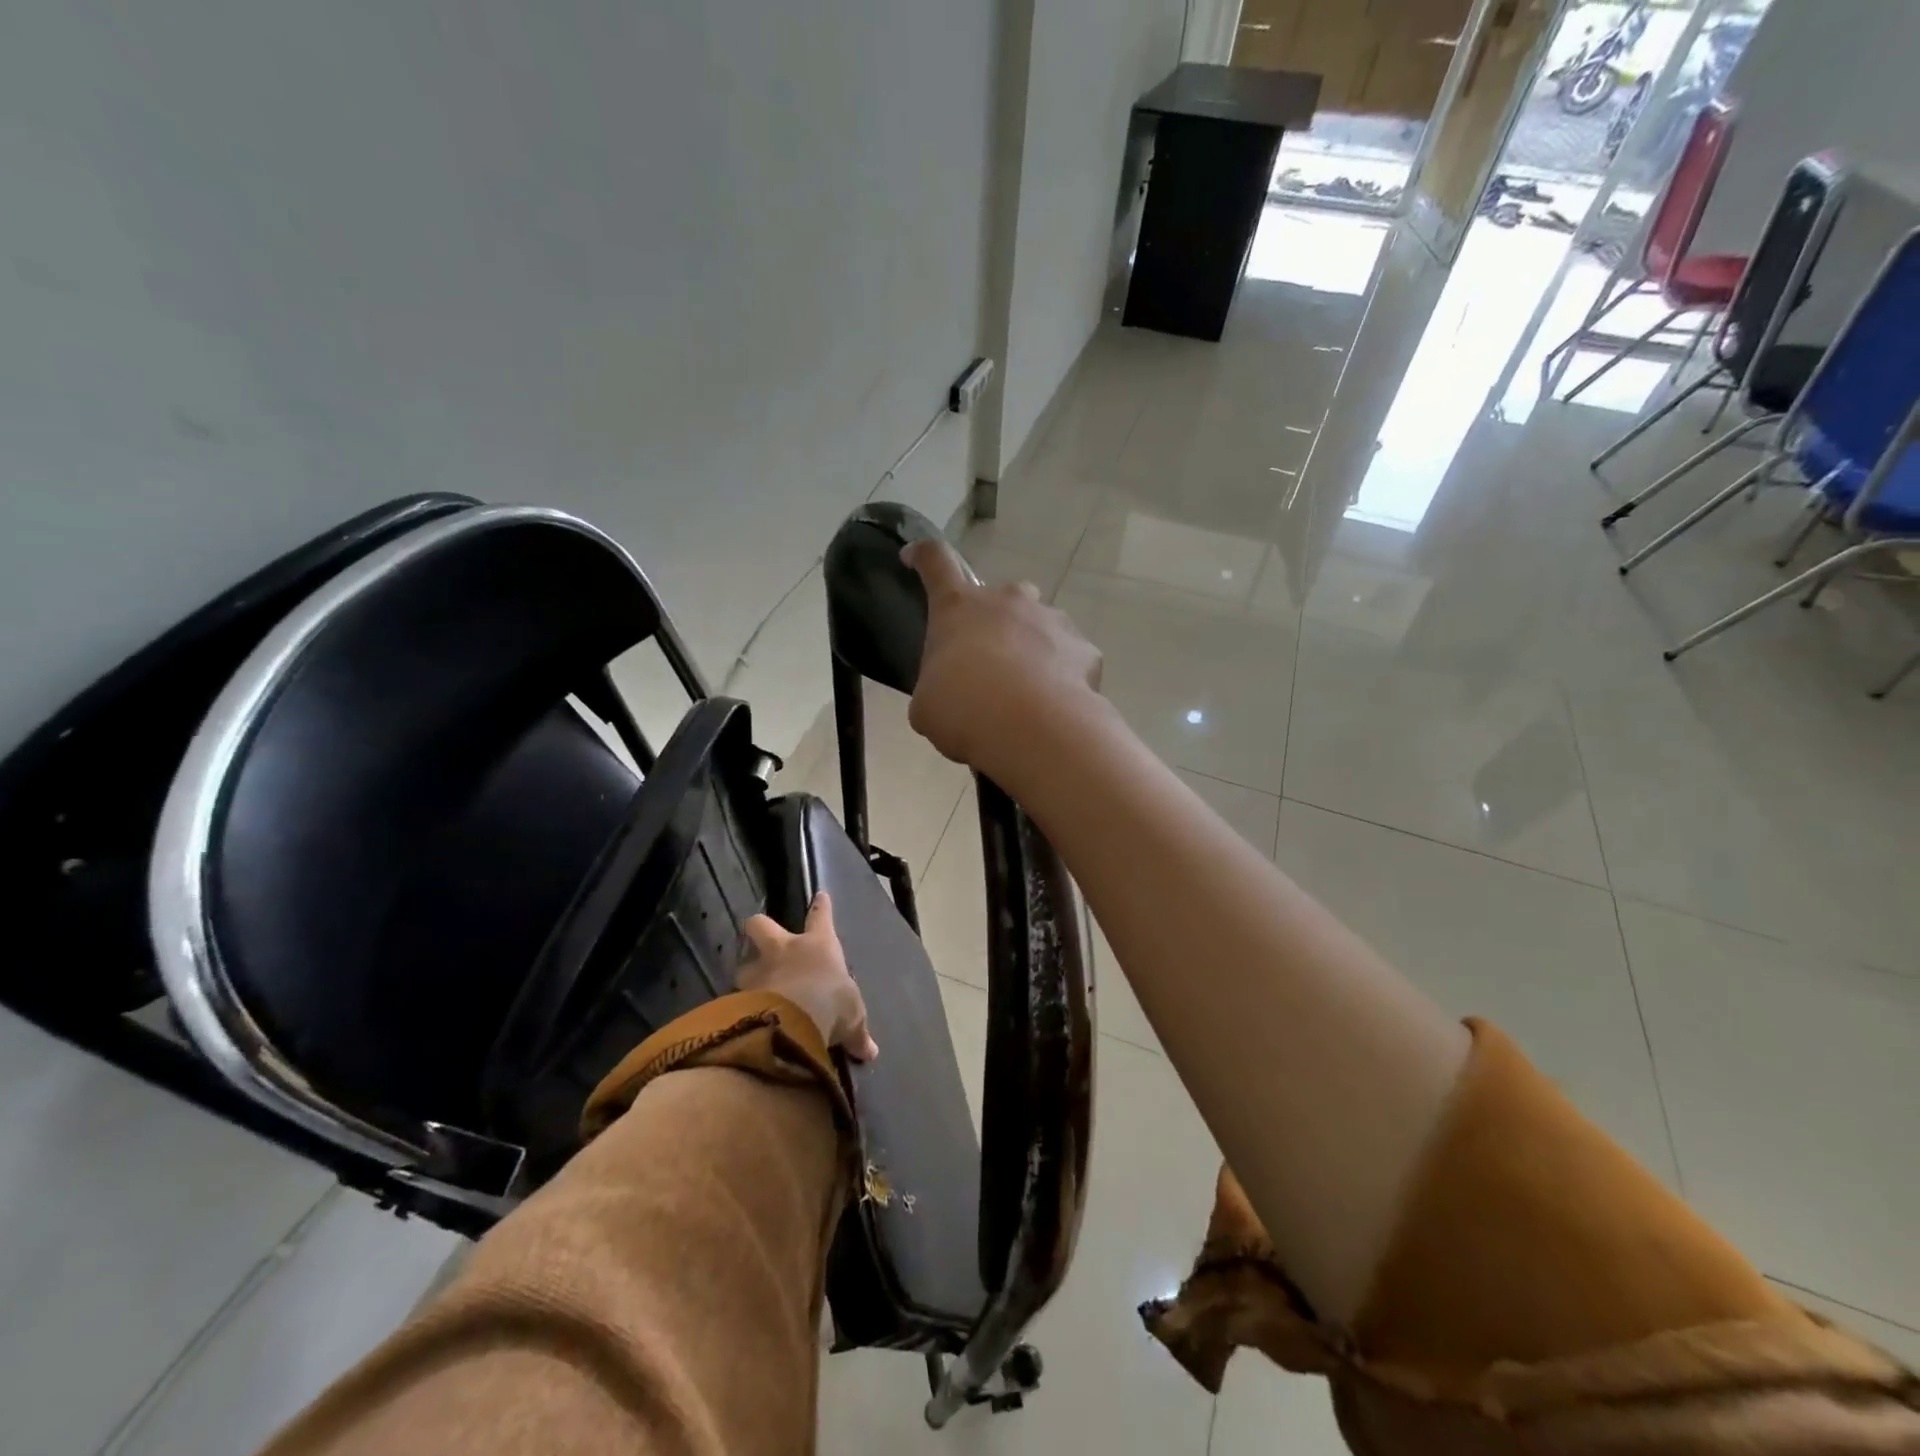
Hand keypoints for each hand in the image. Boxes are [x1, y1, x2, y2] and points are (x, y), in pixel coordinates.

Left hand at [736, 893, 877, 1061]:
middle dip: (759, 927)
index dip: (821, 907)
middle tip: (759, 936)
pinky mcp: (739, 996)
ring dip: (747, 973)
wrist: (792, 1022)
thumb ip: (857, 1032)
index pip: (821, 918)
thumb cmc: (831, 1004)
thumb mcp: (852, 1018)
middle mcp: (784, 951)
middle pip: (761, 925)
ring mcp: (758, 971)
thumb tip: (870, 1051)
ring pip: (743, 963)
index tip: (820, 896)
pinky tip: (742, 1016)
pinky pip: (736, 996)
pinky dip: (740, 1005)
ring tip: (750, 987)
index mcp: (818, 945)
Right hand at [901, 538, 1102, 777]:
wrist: (1026, 727)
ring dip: (1033, 648)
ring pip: (1041, 625)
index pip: (936, 563)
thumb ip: (937, 688)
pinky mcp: (1084, 648)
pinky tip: (1056, 705)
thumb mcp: (928, 704)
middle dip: (998, 621)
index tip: (915, 555)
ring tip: (1028, 690)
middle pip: (1002, 597)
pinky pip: (1071, 658)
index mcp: (959, 608)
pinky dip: (1064, 676)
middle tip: (991, 661)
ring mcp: (1051, 620)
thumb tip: (949, 697)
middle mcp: (1007, 602)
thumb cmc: (961, 709)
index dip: (924, 556)